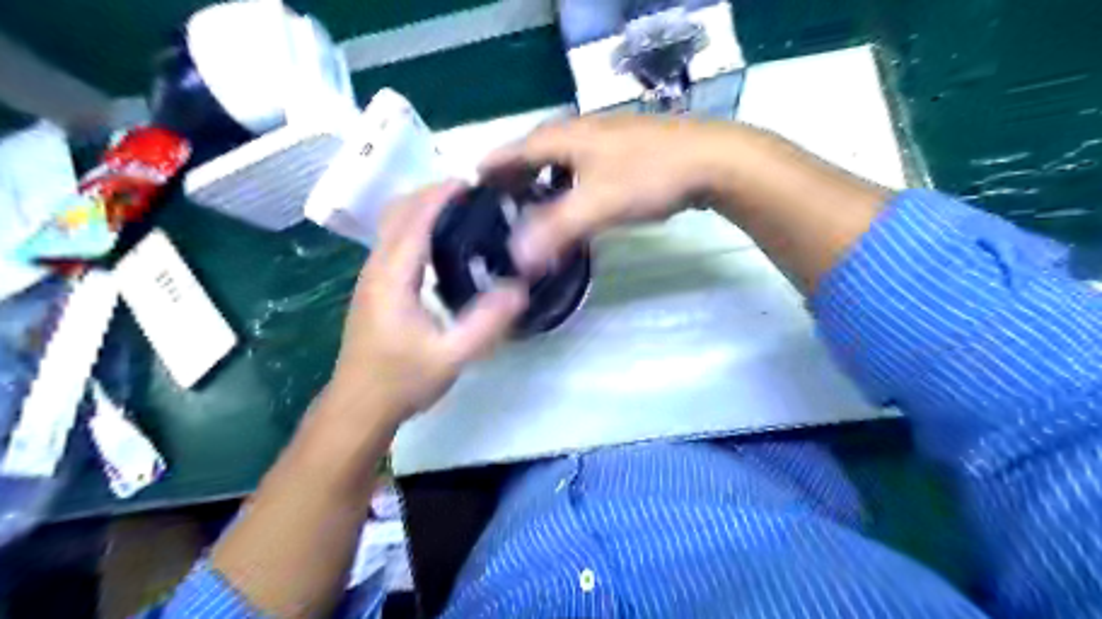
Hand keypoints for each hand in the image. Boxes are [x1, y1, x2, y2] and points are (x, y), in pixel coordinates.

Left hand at [329, 184, 525, 422]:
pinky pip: (396, 241)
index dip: (442, 194)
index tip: (476, 181)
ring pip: (394, 223)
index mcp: (392, 277)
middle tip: (477, 195)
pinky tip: (445, 243)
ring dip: (425, 207)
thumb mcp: (451, 357)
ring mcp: (372, 276)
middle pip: (399, 211)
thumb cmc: (402, 381)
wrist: (360, 405)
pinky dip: (419, 226)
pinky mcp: (376, 286)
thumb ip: (486, 323)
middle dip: (434, 193)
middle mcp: (377, 267)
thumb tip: (519, 288)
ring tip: (466, 211)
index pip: (415, 219)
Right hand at [484, 114, 729, 273]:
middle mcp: (576, 134)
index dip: (488, 174)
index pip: (510, 152)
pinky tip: (571, 213)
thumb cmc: (648, 175)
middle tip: (496, 216)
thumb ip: (554, 230)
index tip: (468, 198)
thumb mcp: (596, 203)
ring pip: (557, 166)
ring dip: (539, 189)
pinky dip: (566, 193)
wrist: (711, 162)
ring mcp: (602, 144)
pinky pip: (580, 174)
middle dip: (511, 184)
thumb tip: (517, 259)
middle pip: (531, 157)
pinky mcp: (622, 157)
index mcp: (562, 137)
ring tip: (527, 219)